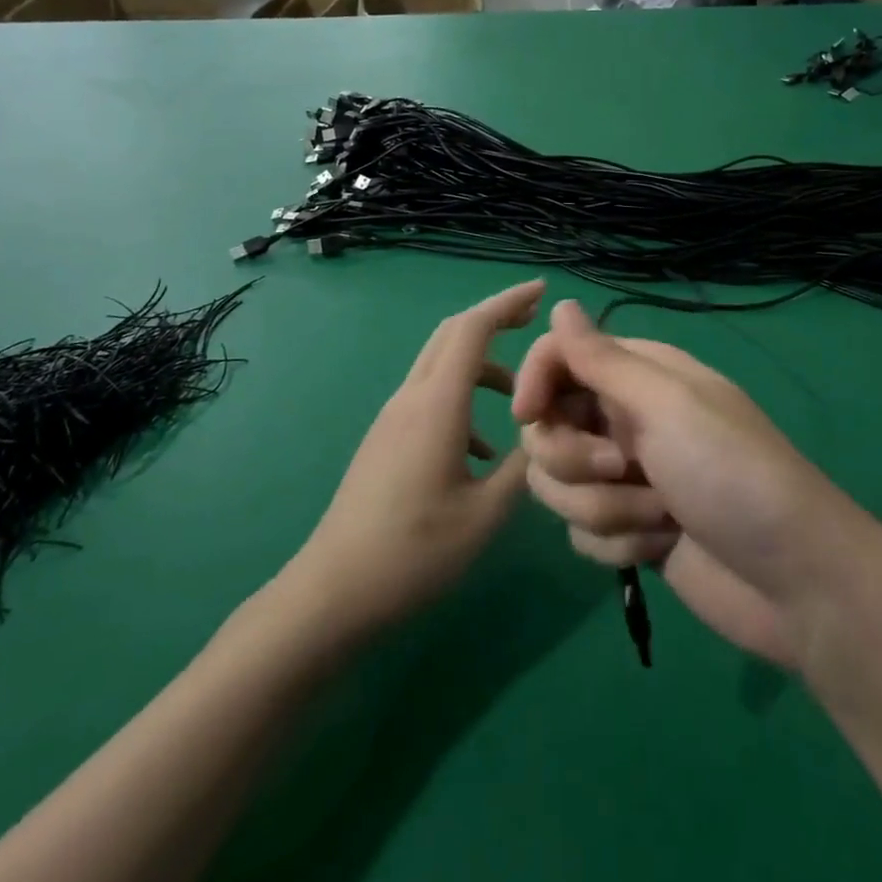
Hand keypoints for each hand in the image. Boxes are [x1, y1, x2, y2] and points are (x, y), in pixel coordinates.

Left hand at [289, 281, 540, 641]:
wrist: (334, 591)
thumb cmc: (413, 553)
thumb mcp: (484, 516)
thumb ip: (521, 470)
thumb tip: (547, 439)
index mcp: (436, 405)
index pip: (473, 329)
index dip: (508, 303)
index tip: (542, 290)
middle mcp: (411, 398)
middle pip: (452, 334)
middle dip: (495, 319)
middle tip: (535, 322)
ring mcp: (394, 417)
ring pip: (441, 365)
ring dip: (482, 367)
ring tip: (521, 402)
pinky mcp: (386, 438)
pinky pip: (430, 397)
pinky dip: (462, 399)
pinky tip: (483, 450)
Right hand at [512, 300, 853, 667]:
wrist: (795, 583)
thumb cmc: (731, 474)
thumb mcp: (667, 405)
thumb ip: (603, 359)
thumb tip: (559, 302)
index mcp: (637, 376)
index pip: (558, 357)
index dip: (534, 380)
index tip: (528, 415)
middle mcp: (624, 419)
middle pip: (547, 427)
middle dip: (575, 458)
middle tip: (620, 467)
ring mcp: (625, 478)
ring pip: (559, 485)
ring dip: (605, 508)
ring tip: (659, 517)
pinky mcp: (628, 530)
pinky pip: (581, 532)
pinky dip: (619, 544)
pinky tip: (662, 548)